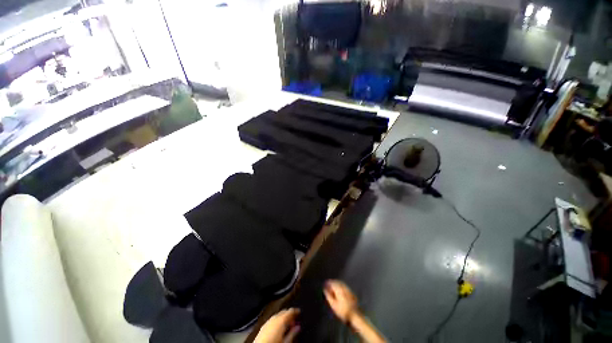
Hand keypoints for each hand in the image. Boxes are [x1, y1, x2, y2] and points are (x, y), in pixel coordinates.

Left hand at [254, 308, 299, 342]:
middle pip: (284, 312)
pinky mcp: (263, 326)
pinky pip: (272, 320)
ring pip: (278, 315)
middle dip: (289, 314)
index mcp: (280, 319)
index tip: (299, 312)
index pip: (290, 310)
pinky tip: (278, 328)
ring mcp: (268, 321)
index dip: (296, 310)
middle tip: (295, 319)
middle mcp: (274, 318)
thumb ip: (293, 333)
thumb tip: (298, 327)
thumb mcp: (286, 340)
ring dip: (283, 318)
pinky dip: (277, 321)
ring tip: (287, 325)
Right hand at [324, 280, 358, 322]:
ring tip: (333, 288)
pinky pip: (344, 286)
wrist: (355, 315)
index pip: (332, 283)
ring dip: (336, 284)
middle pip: (337, 282)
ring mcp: (348, 289)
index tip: (324, 284)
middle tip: (328, 285)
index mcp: (339, 289)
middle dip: (332, 283)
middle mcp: (344, 287)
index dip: (328, 283)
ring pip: (341, 284)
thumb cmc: (343, 311)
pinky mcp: (352, 293)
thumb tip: (325, 290)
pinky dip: (340, 286)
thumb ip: (329, 296)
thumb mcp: (334, 305)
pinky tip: (340, 291)